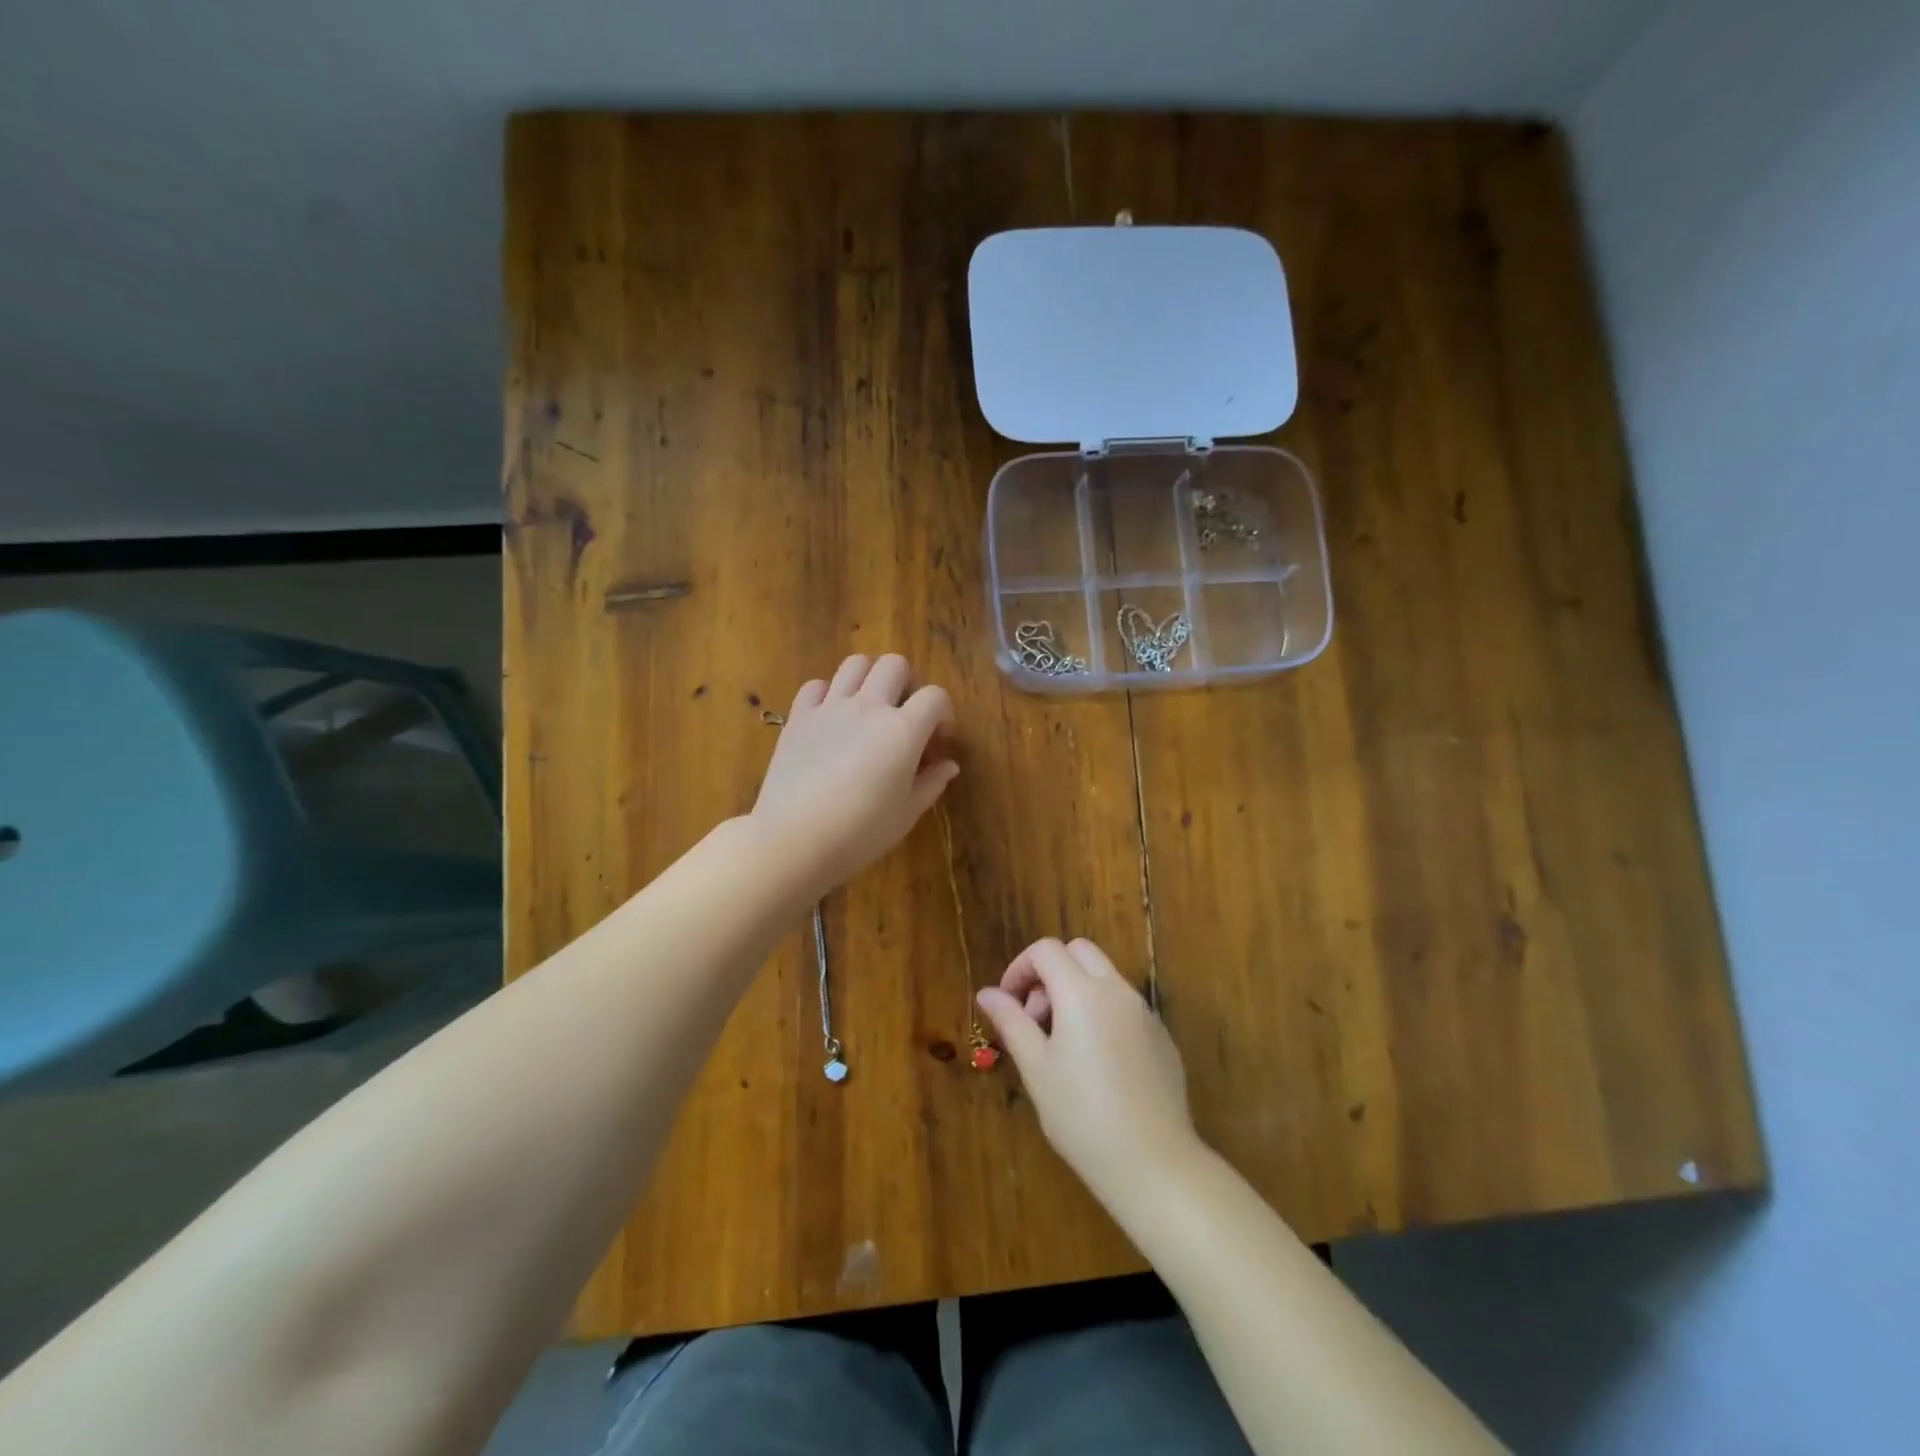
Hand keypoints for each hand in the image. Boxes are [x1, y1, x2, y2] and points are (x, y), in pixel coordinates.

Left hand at [751, 654, 957, 895]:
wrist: (795, 838)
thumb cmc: (861, 832)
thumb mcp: (907, 813)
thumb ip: (931, 783)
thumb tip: (948, 765)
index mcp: (904, 730)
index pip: (935, 696)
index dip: (943, 713)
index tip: (938, 738)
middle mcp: (869, 707)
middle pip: (895, 664)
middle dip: (908, 683)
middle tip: (904, 714)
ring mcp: (830, 707)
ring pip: (856, 663)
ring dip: (869, 677)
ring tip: (869, 706)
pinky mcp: (799, 716)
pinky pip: (816, 685)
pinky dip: (828, 693)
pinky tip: (831, 717)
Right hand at [976, 937, 1201, 1208]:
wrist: (1152, 1162)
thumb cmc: (1081, 1115)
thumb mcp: (1035, 1068)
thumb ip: (1011, 1021)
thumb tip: (988, 993)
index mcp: (1082, 992)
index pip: (1046, 950)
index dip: (1020, 968)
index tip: (1008, 1002)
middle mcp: (1117, 990)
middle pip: (1079, 952)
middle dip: (1050, 972)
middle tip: (1035, 1017)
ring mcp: (1144, 1012)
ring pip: (1104, 976)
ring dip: (1076, 990)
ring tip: (1062, 1044)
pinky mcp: (1161, 1036)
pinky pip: (1125, 1005)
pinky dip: (1101, 1012)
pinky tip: (1096, 1063)